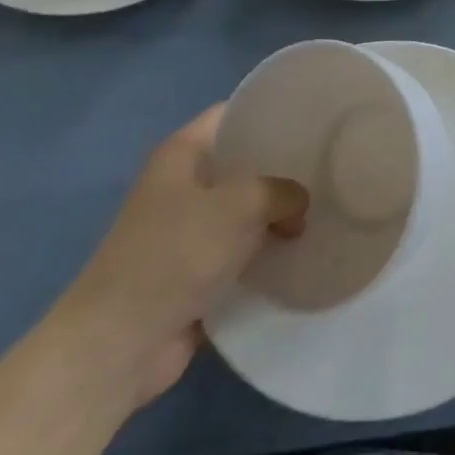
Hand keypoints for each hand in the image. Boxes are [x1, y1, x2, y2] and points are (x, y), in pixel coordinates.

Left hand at [46, 106, 308, 410]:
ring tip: (330, 205)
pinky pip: (243, 250)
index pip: (233, 113)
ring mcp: (188, 230)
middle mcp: (182, 186)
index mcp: (181, 154)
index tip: (317, 115)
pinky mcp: (196, 272)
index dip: (272, 110)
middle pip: (244, 161)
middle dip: (286, 165)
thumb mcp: (241, 203)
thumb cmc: (175, 254)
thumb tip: (299, 205)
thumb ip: (282, 190)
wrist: (120, 344)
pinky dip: (269, 250)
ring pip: (248, 208)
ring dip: (281, 212)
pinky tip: (306, 248)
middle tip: (334, 163)